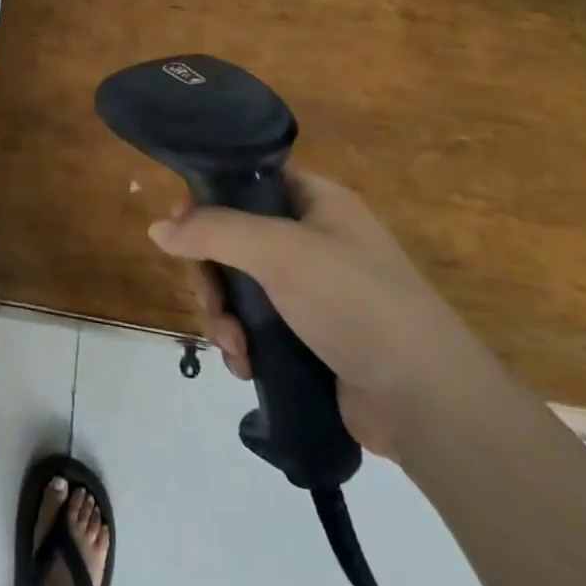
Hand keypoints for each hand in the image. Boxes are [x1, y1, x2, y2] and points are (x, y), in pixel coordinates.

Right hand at [148, 170, 495, 457]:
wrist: (428, 403)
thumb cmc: (355, 302)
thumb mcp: (279, 251)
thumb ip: (213, 232)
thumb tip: (156, 228)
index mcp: (317, 202)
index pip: (248, 182)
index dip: (209, 200)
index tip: (181, 230)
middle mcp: (314, 240)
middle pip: (234, 240)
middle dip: (212, 274)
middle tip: (210, 301)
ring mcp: (313, 293)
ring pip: (240, 288)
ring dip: (223, 315)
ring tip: (233, 346)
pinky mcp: (311, 339)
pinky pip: (257, 328)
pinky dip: (242, 344)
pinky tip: (245, 366)